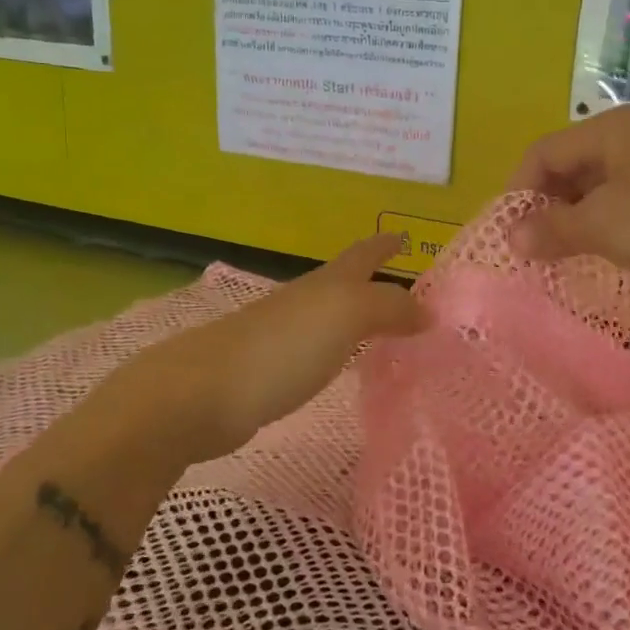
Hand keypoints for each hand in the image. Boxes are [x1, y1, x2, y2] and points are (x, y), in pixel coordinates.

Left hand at [89, 235, 424, 469]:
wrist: (201, 394)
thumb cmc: (280, 348)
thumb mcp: (345, 315)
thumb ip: (389, 308)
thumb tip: (428, 311)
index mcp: (325, 284)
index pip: (362, 255)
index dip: (384, 244)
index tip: (405, 235)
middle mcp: (303, 302)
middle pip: (345, 284)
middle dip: (374, 281)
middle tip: (409, 292)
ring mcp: (282, 337)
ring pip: (329, 318)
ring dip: (356, 318)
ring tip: (384, 330)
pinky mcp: (268, 372)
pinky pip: (316, 352)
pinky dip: (336, 350)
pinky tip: (341, 364)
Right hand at [508, 106, 629, 303]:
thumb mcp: (604, 226)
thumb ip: (552, 229)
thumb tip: (511, 238)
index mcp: (610, 130)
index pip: (543, 152)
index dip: (517, 191)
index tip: (506, 235)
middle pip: (569, 168)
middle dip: (544, 208)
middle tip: (529, 251)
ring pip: (597, 190)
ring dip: (573, 222)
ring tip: (557, 260)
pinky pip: (626, 208)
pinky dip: (604, 230)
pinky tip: (600, 258)